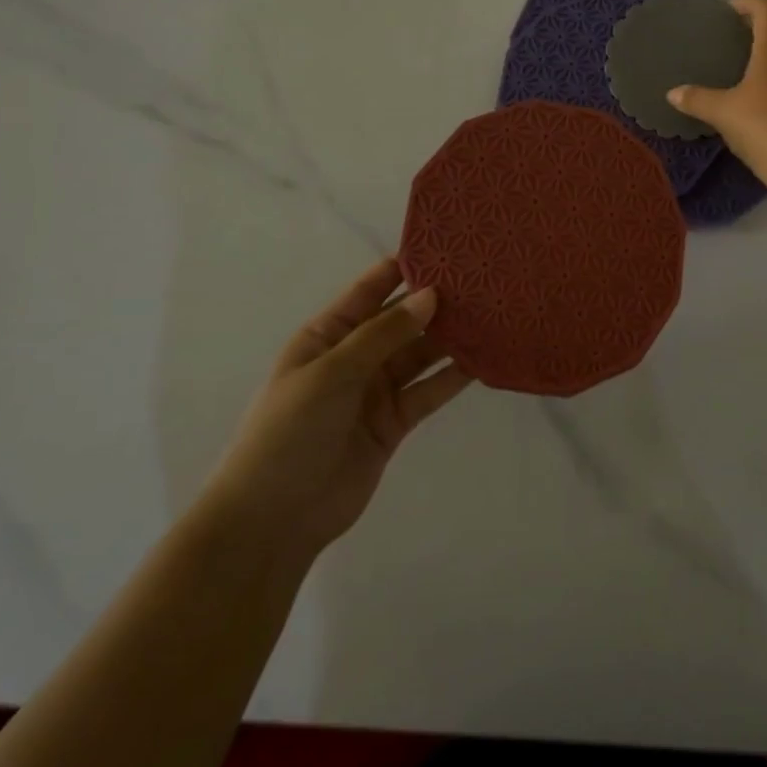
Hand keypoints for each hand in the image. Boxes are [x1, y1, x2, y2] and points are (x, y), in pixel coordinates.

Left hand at [211, 259, 470, 558]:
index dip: (405, 267)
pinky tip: (484, 360)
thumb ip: (384, 334)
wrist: (274, 519)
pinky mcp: (394, 422)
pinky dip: (454, 377)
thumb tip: (431, 295)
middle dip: (437, 302)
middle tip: (483, 281)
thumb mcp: (331, 372)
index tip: (447, 247)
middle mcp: (355, 356)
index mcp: (328, 334)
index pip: (371, 290)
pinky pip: (429, 391)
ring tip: (492, 315)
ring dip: (451, 338)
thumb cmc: (289, 432)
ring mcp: (376, 390)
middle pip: (402, 320)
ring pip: (421, 354)